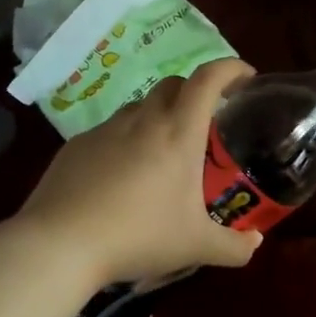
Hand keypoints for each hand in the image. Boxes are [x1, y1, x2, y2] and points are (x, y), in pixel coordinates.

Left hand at [18, 58, 262, 286]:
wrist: (60, 245)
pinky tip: (122, 176)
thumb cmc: (139, 237)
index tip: (245, 76)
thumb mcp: (197, 248)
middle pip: (173, 84)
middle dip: (195, 92)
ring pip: (140, 106)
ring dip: (159, 116)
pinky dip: (126, 141)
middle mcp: (143, 121)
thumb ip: (234, 247)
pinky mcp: (76, 146)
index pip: (207, 80)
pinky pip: (110, 131)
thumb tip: (255, 242)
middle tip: (206, 120)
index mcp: (178, 134)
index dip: (230, 69)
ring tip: (163, 152)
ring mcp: (105, 130)